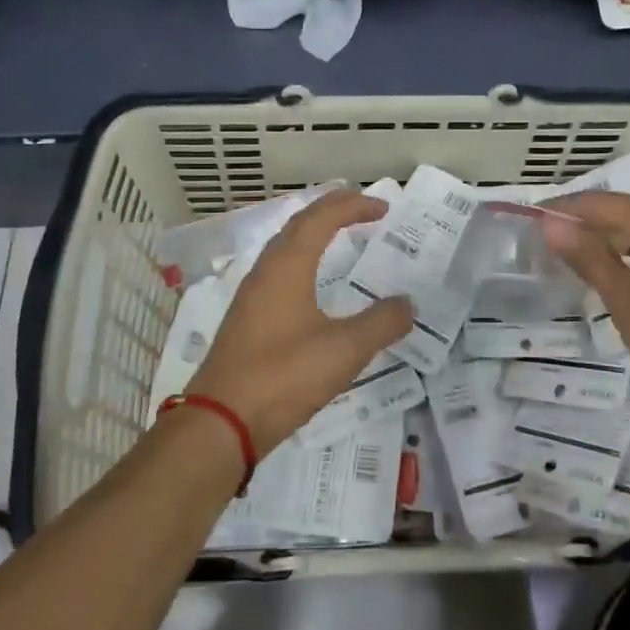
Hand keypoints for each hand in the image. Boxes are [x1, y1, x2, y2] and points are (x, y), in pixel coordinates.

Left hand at [187, 189, 413, 456]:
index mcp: (287, 266)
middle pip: (299, 224)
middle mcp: (266, 271)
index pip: (321, 218)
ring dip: (313, 234)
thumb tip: (408, 304)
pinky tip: (312, 285)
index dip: (353, 207)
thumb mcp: (344, 350)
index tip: (384, 208)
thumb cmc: (284, 377)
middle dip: (332, 211)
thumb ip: (381, 323)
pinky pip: (278, 271)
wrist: (221, 422)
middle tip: (364, 209)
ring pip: (285, 248)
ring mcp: (251, 296)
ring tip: (340, 237)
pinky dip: (302, 260)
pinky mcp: (246, 319)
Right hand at [542, 192, 629, 420]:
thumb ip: (590, 259)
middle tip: (546, 244)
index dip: (561, 210)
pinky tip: (620, 271)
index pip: (599, 203)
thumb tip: (550, 224)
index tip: (528, 222)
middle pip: (623, 209)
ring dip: (610, 237)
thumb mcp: (628, 305)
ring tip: (575, 258)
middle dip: (584, 224)